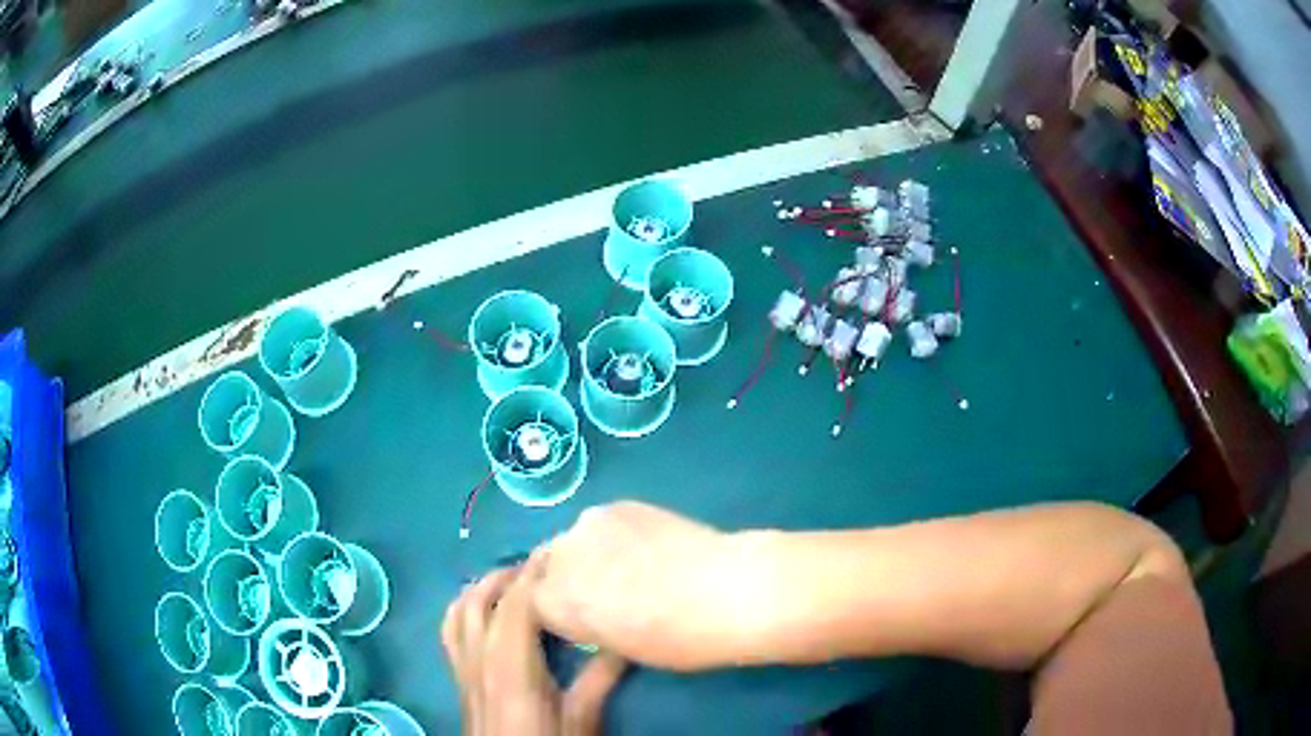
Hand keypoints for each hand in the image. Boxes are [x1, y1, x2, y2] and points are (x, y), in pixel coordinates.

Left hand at [442, 564, 626, 735]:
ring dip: (483, 587)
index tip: (560, 552)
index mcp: (510, 665)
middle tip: (544, 566)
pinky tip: (482, 612)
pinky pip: (450, 630)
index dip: (536, 573)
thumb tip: (624, 639)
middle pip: (483, 599)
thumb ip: (600, 678)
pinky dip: (463, 609)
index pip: (517, 603)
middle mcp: (478, 657)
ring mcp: (462, 666)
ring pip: (460, 610)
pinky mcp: (457, 677)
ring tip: (512, 581)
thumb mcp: (582, 718)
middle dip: (511, 574)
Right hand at [533, 501, 767, 670]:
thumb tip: (590, 611)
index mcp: (552, 602)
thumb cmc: (674, 639)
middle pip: (548, 566)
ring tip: (631, 566)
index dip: (559, 612)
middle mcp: (558, 557)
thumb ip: (586, 623)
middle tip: (604, 592)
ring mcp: (587, 524)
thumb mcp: (616, 647)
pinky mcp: (618, 505)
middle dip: (567, 579)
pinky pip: (603, 524)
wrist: (724, 592)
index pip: (535, 603)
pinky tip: (649, 546)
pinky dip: (616, 536)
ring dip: (590, 554)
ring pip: (575, 540)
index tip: (584, 621)